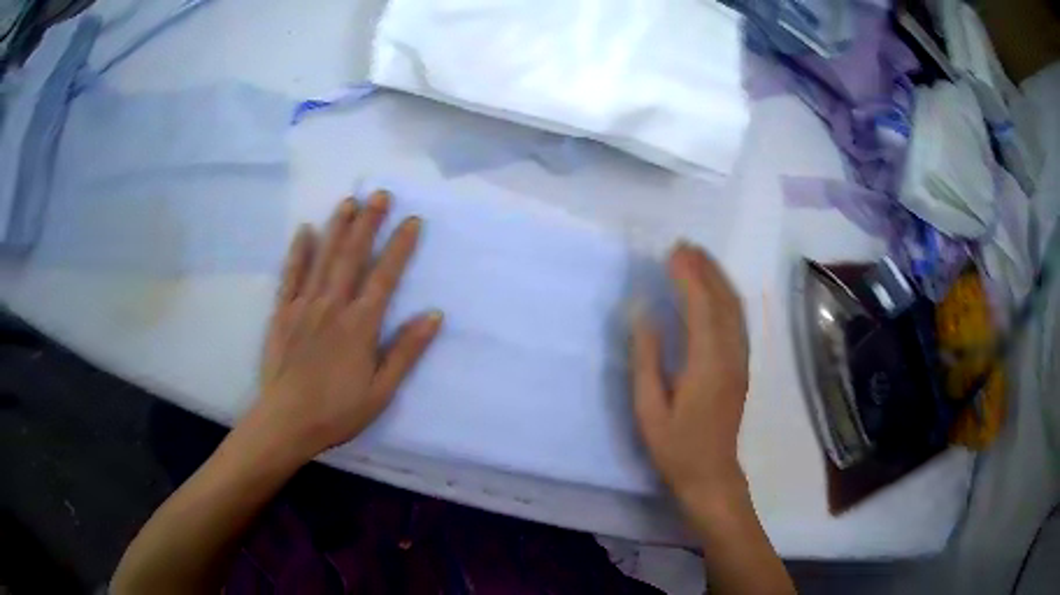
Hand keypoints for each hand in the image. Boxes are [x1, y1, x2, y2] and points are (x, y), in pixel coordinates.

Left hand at [251, 192, 441, 463]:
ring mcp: (304, 306)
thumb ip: (406, 351)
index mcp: (360, 325)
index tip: (412, 221)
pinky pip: (291, 275)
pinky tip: (305, 230)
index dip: (400, 246)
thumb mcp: (382, 390)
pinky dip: (298, 251)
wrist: (287, 422)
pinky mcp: (282, 313)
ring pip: (323, 258)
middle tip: (380, 194)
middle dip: (368, 223)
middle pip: (353, 256)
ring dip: (337, 227)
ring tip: (349, 201)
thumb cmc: (338, 411)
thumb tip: (433, 315)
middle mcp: (333, 306)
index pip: (385, 276)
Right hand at [632, 243, 749, 513]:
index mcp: (707, 364)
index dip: (688, 276)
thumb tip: (644, 315)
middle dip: (705, 268)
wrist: (712, 474)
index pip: (700, 307)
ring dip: (718, 278)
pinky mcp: (742, 366)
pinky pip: (737, 320)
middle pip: (723, 300)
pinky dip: (726, 296)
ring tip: (698, 257)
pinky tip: (715, 289)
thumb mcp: (649, 409)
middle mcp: (730, 355)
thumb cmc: (675, 447)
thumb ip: (646, 360)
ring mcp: (741, 360)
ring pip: (735, 307)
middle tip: (684, 245)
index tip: (672, 252)